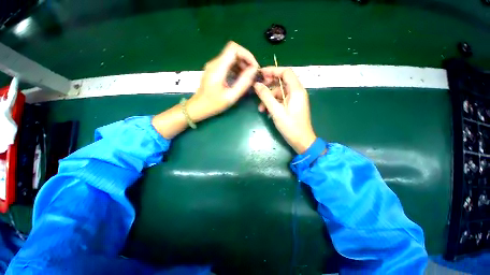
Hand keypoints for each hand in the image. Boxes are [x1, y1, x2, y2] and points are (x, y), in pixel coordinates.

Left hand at [187, 41, 258, 121]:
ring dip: (242, 65)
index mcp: (218, 68)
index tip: (253, 67)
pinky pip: (227, 64)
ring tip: (248, 77)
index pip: (233, 48)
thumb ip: (243, 83)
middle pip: (233, 52)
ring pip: (231, 57)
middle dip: (246, 61)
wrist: (198, 107)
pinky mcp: (214, 70)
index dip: (246, 54)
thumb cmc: (213, 104)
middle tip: (252, 74)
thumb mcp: (230, 96)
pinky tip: (240, 78)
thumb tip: (253, 70)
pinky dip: (236, 68)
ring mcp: (213, 66)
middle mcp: (215, 63)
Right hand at [254, 67, 316, 153]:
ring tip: (260, 109)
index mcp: (296, 90)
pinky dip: (273, 104)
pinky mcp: (292, 106)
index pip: (286, 72)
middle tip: (258, 90)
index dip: (273, 70)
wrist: (301, 141)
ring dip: (268, 98)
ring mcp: (294, 99)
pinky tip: (266, 112)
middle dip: (268, 85)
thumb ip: (266, 97)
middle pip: (281, 82)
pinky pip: (280, 100)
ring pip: (279, 93)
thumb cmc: (291, 127)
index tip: (260, 74)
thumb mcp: (276, 111)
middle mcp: (297, 92)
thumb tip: (256, 85)